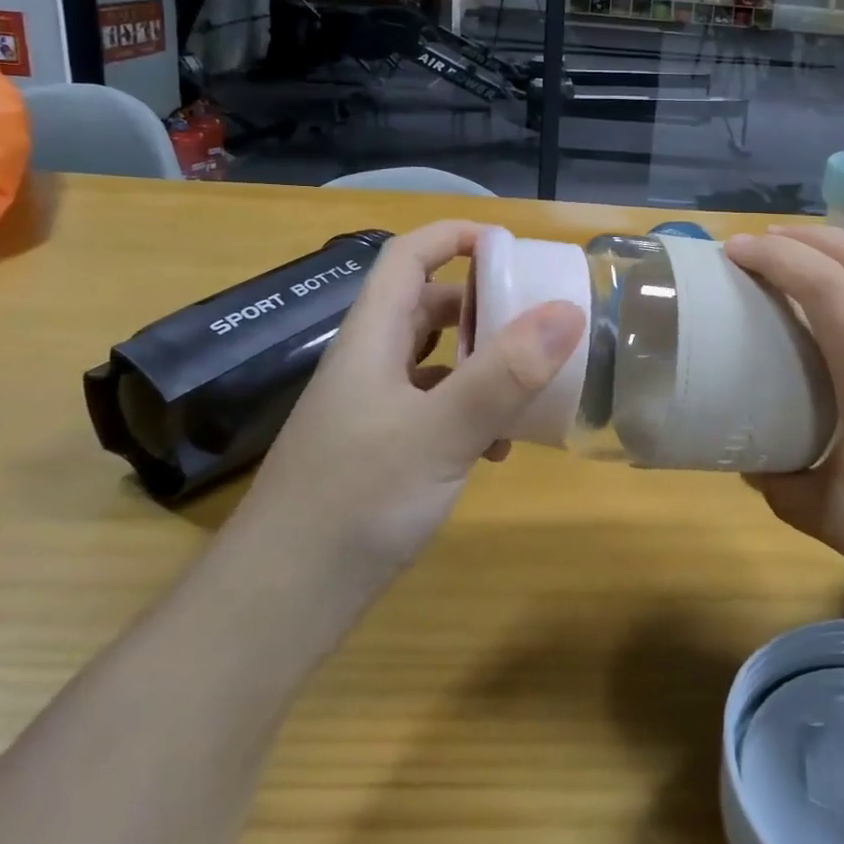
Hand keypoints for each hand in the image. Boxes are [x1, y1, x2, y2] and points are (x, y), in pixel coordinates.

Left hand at [228, 220, 584, 585]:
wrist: (276, 607)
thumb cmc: (355, 504)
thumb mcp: (440, 434)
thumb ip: (504, 374)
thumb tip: (567, 311)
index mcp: (371, 339)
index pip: (407, 257)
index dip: (454, 237)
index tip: (510, 246)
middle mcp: (367, 365)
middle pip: (425, 306)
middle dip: (480, 303)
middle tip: (532, 316)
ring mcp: (370, 410)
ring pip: (433, 360)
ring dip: (479, 361)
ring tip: (526, 383)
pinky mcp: (376, 452)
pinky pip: (432, 408)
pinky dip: (467, 411)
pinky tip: (493, 449)